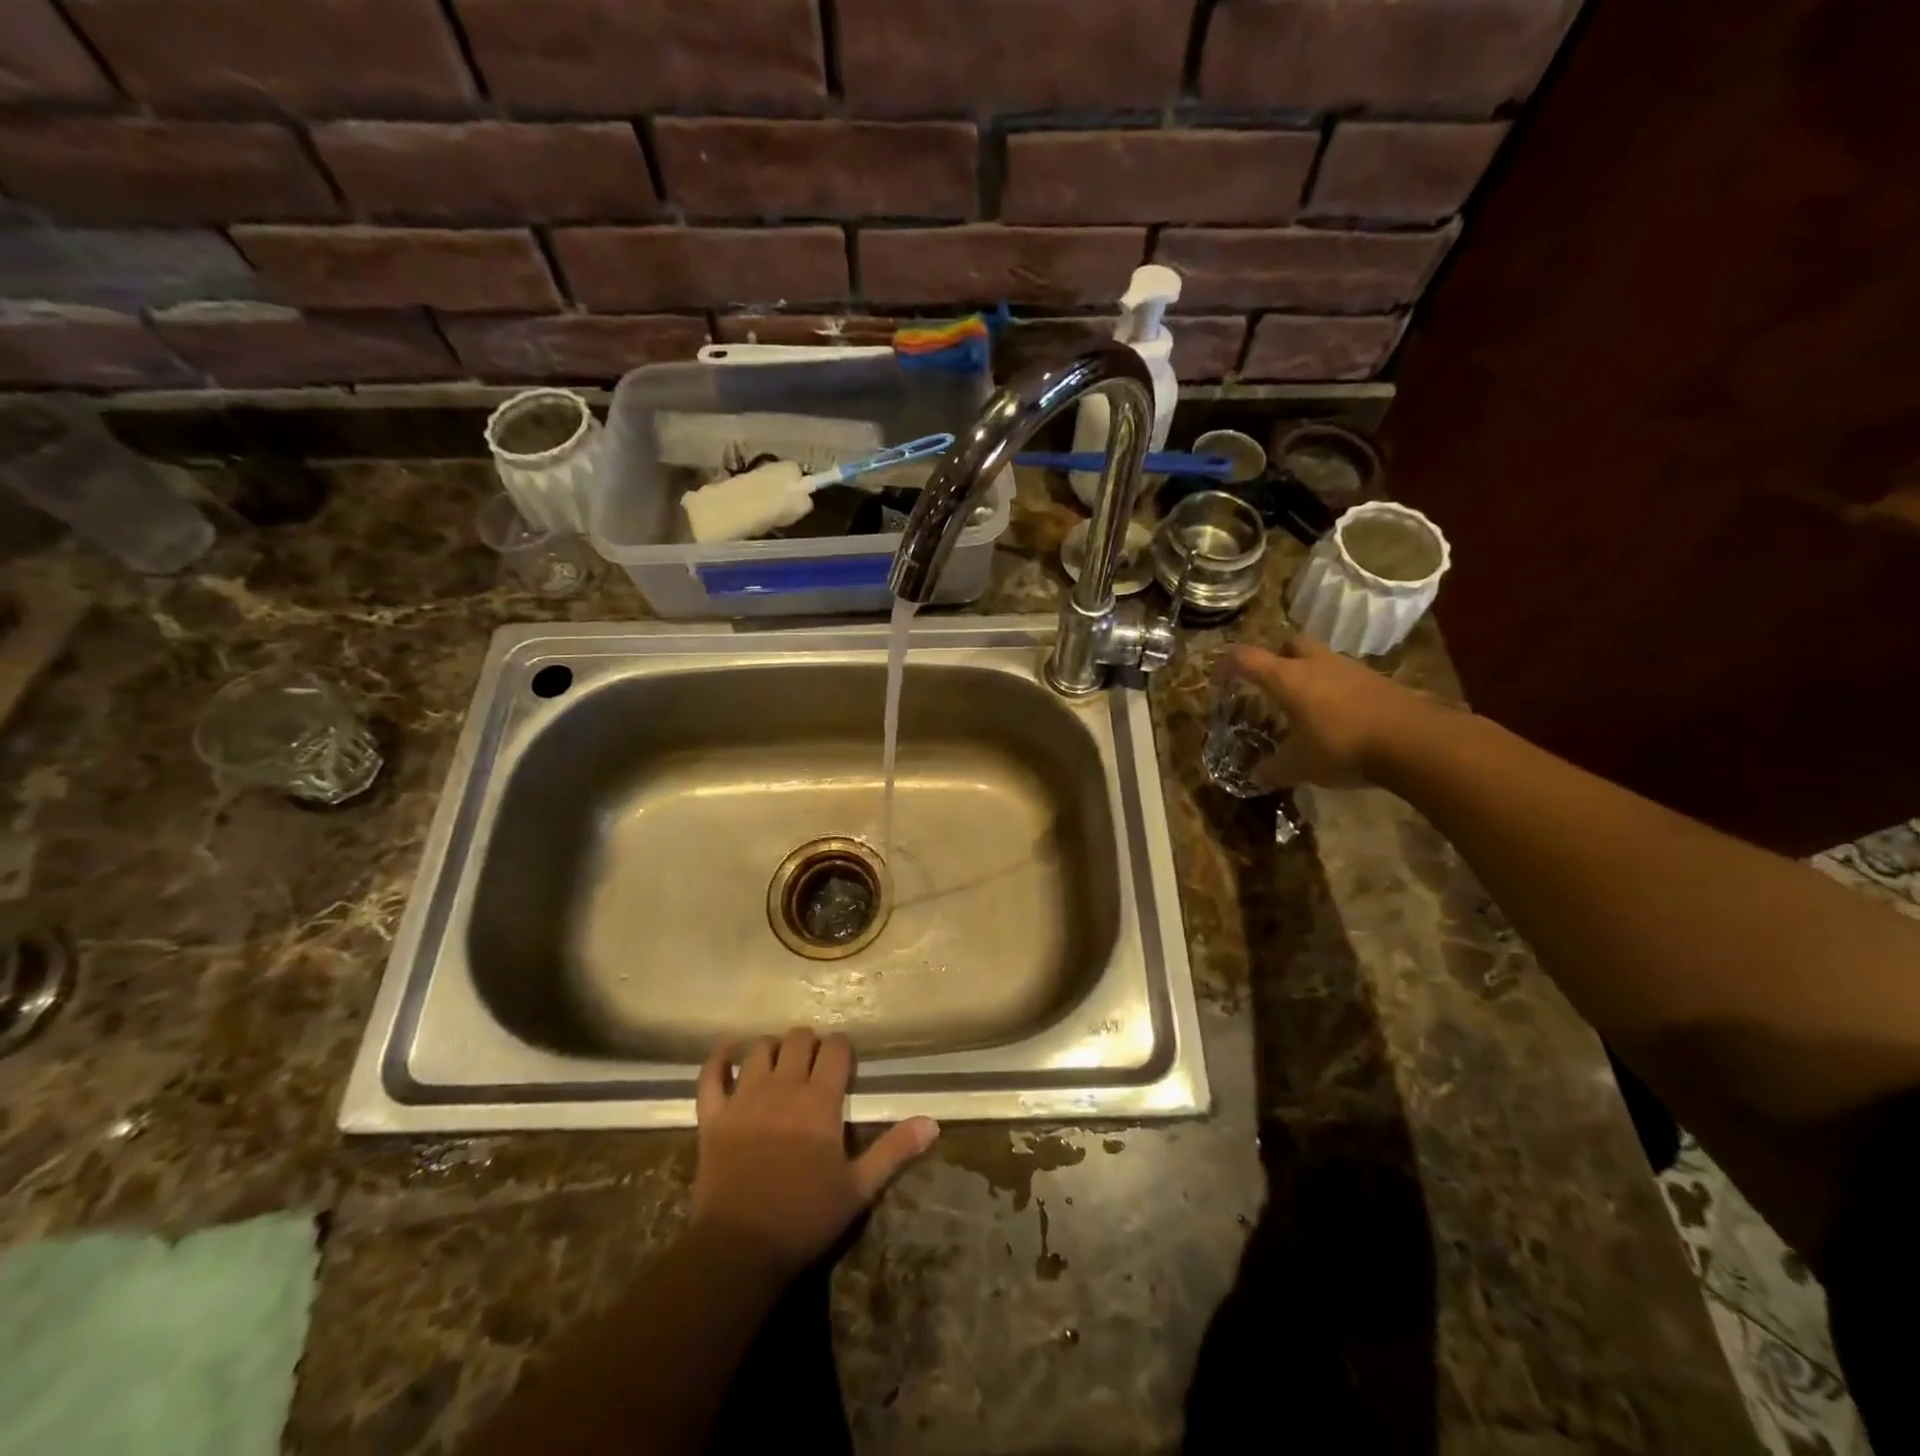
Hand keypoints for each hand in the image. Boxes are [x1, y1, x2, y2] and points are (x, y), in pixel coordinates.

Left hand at [691, 1027, 937, 1275]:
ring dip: (772, 1048)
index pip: (835, 1049)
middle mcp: (783, 1086)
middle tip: (813, 1064)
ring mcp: (744, 1098)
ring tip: (779, 1062)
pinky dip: (718, 1059)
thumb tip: (932, 1122)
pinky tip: (728, 1052)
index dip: (841, 1049)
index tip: (844, 1063)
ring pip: (759, 1049)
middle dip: (809, 1043)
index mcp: (820, 1100)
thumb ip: (894, 1150)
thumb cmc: (805, 1218)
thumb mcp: (859, 1188)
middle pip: (798, 1039)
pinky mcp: (713, 1115)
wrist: (739, 1249)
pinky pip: (711, 1074)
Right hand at [1219, 634, 1442, 787]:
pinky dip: (1334, 688)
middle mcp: (1316, 664)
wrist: (1415, 741)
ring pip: (1320, 658)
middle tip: (1269, 681)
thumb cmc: (1343, 747)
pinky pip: (1345, 676)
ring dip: (1308, 672)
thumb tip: (1255, 775)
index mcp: (1288, 678)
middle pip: (1289, 643)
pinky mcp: (1377, 680)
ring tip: (1304, 703)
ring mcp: (1350, 668)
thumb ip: (1273, 768)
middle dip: (1275, 657)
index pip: (1246, 658)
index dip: (1226, 665)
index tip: (1217, 680)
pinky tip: (1337, 715)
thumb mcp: (1299, 766)